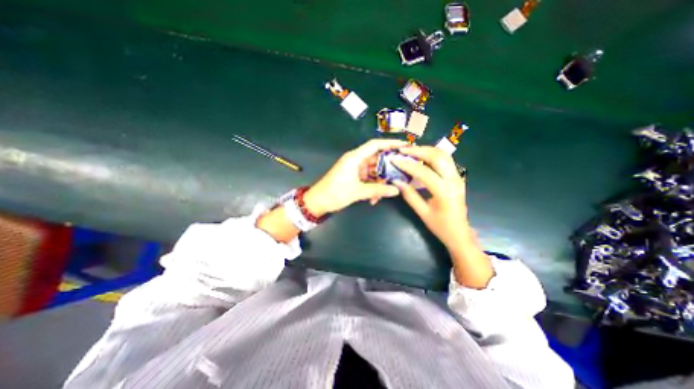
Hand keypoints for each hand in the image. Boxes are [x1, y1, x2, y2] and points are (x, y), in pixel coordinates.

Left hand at [304, 138, 407, 215]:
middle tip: (401, 173)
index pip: (375, 145)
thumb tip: (396, 190)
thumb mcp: (358, 192)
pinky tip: (374, 198)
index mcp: (355, 158)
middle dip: (388, 167)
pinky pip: (367, 179)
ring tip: (387, 191)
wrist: (318, 202)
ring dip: (380, 181)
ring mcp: (355, 169)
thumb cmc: (335, 193)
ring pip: (373, 171)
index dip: (390, 143)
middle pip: (377, 159)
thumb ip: (378, 190)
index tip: (404, 145)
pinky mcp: (353, 177)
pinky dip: (372, 187)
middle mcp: (356, 160)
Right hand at [392, 145, 467, 249]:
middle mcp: (454, 180)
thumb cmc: (440, 226)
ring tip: (410, 151)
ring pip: (443, 155)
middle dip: (418, 151)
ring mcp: (458, 177)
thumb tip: (396, 181)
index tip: (394, 160)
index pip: (423, 172)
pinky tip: (421, 157)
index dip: (407, 165)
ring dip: (426, 150)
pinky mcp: (457, 177)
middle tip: (403, 149)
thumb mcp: (422, 212)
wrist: (460, 233)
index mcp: (444, 191)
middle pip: (437, 156)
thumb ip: (409, 195)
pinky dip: (432, 155)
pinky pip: (445, 160)